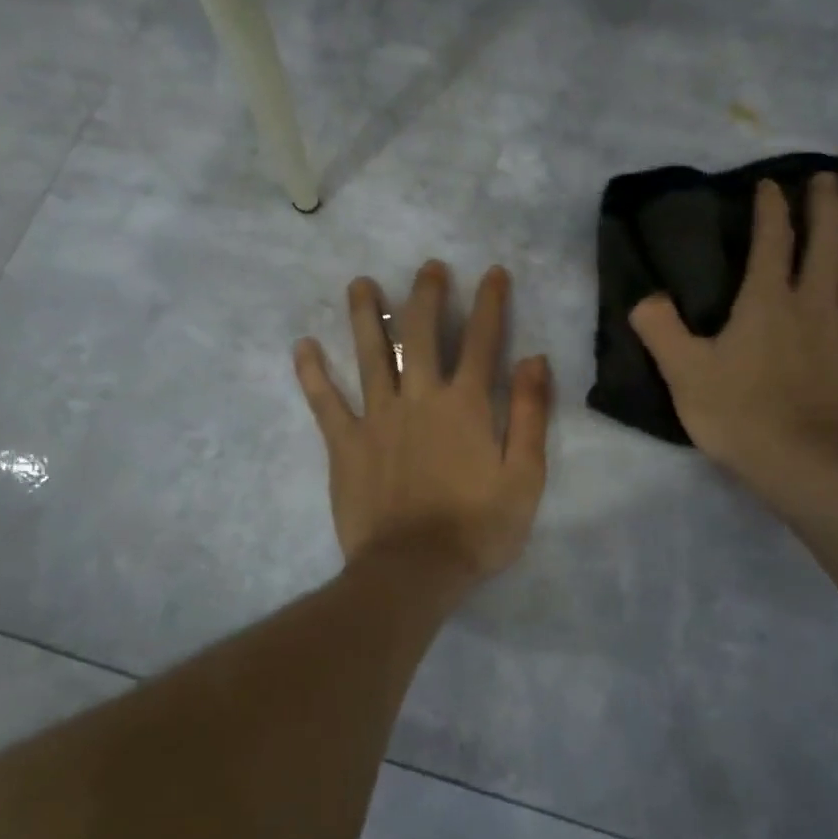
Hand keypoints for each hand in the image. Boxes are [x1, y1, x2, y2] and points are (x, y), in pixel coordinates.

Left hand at [295, 261, 551, 581]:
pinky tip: (303, 347)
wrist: (414, 571)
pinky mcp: (345, 444)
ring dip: (365, 316)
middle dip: (426, 295)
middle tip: (427, 267)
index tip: (492, 272)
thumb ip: (529, 414)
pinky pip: (326, 402)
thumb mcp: (524, 476)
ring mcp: (377, 418)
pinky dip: (313, 374)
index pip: (482, 341)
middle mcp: (419, 398)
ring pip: (370, 354)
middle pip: (421, 333)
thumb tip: (534, 359)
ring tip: (360, 283)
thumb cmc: (478, 528)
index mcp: (465, 405)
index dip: (490, 303)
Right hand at [630, 177, 837, 501]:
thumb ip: (661, 331)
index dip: (770, 210)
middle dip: (826, 204)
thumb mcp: (684, 376)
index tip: (770, 186)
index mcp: (766, 303)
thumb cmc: (741, 418)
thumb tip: (644, 296)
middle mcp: (814, 300)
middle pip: (826, 240)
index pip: (770, 242)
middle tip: (828, 176)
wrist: (807, 465)